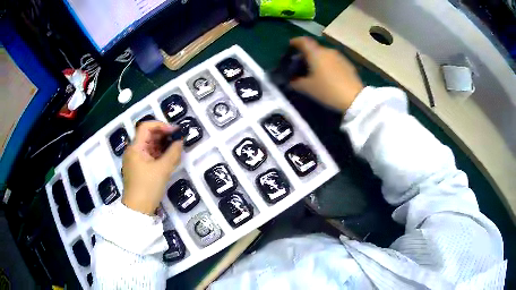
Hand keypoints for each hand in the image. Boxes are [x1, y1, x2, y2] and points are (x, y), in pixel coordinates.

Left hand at [121, 121, 182, 214]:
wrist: (138, 210)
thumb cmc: (148, 187)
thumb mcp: (163, 170)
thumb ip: (173, 153)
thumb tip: (180, 141)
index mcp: (135, 148)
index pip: (146, 126)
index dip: (161, 125)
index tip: (174, 132)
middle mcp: (133, 151)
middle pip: (147, 135)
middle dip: (163, 135)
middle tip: (178, 140)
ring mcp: (135, 160)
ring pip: (149, 146)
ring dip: (162, 145)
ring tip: (176, 149)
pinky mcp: (138, 169)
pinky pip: (149, 155)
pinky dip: (159, 154)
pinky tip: (169, 158)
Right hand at [289, 37, 363, 111]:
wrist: (354, 98)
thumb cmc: (328, 90)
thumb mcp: (308, 88)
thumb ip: (296, 82)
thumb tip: (292, 80)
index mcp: (316, 53)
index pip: (303, 41)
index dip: (295, 41)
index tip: (290, 45)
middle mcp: (328, 51)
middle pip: (314, 48)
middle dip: (306, 54)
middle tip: (301, 63)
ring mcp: (339, 57)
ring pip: (324, 54)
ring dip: (318, 59)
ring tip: (314, 70)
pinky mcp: (348, 64)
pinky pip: (333, 61)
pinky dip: (327, 64)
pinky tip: (327, 75)